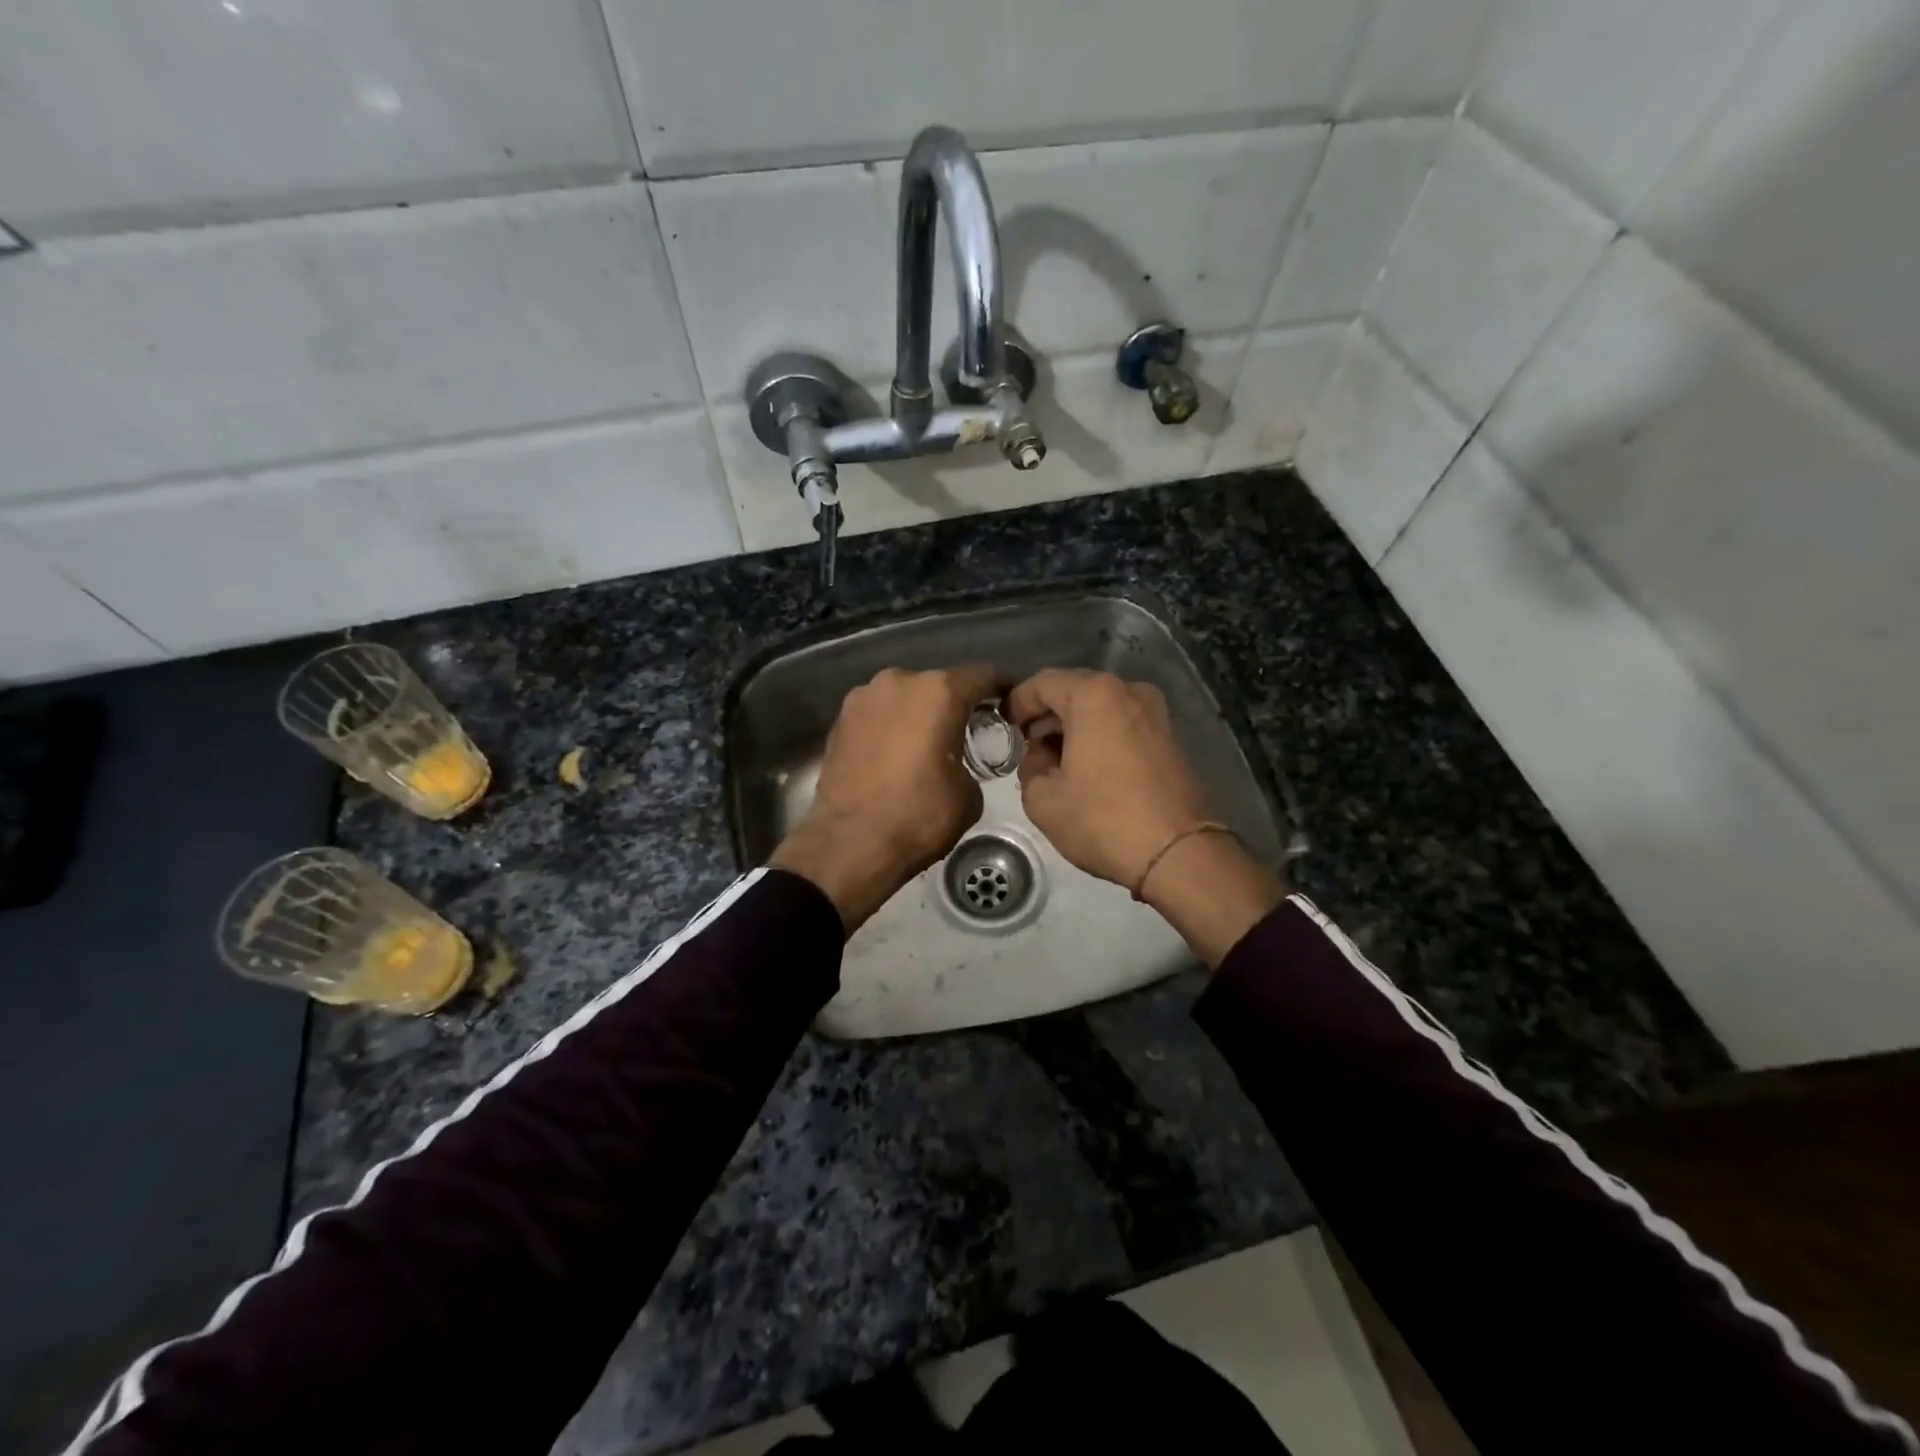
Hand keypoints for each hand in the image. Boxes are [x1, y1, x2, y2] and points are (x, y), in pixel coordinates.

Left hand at [771, 663, 1000, 931]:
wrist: (849, 844)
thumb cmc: (918, 816)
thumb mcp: (969, 795)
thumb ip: (971, 762)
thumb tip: (957, 763)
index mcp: (938, 692)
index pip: (982, 675)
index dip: (1001, 688)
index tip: (1009, 705)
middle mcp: (899, 681)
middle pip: (939, 683)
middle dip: (955, 704)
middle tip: (966, 732)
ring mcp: (862, 697)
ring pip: (904, 697)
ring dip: (919, 714)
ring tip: (926, 745)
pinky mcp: (839, 720)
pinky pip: (878, 715)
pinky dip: (891, 727)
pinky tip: (895, 756)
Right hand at [1005, 668, 1213, 890]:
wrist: (1178, 853)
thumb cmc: (1103, 821)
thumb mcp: (1043, 800)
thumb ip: (1030, 766)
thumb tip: (1041, 755)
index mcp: (1094, 696)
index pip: (1042, 683)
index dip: (1018, 702)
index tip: (1005, 727)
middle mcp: (1128, 691)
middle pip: (1075, 689)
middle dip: (1047, 713)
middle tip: (1028, 744)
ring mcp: (1155, 712)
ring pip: (1101, 706)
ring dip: (1074, 724)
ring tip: (1056, 758)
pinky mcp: (1170, 735)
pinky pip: (1123, 722)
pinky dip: (1101, 734)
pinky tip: (1088, 765)